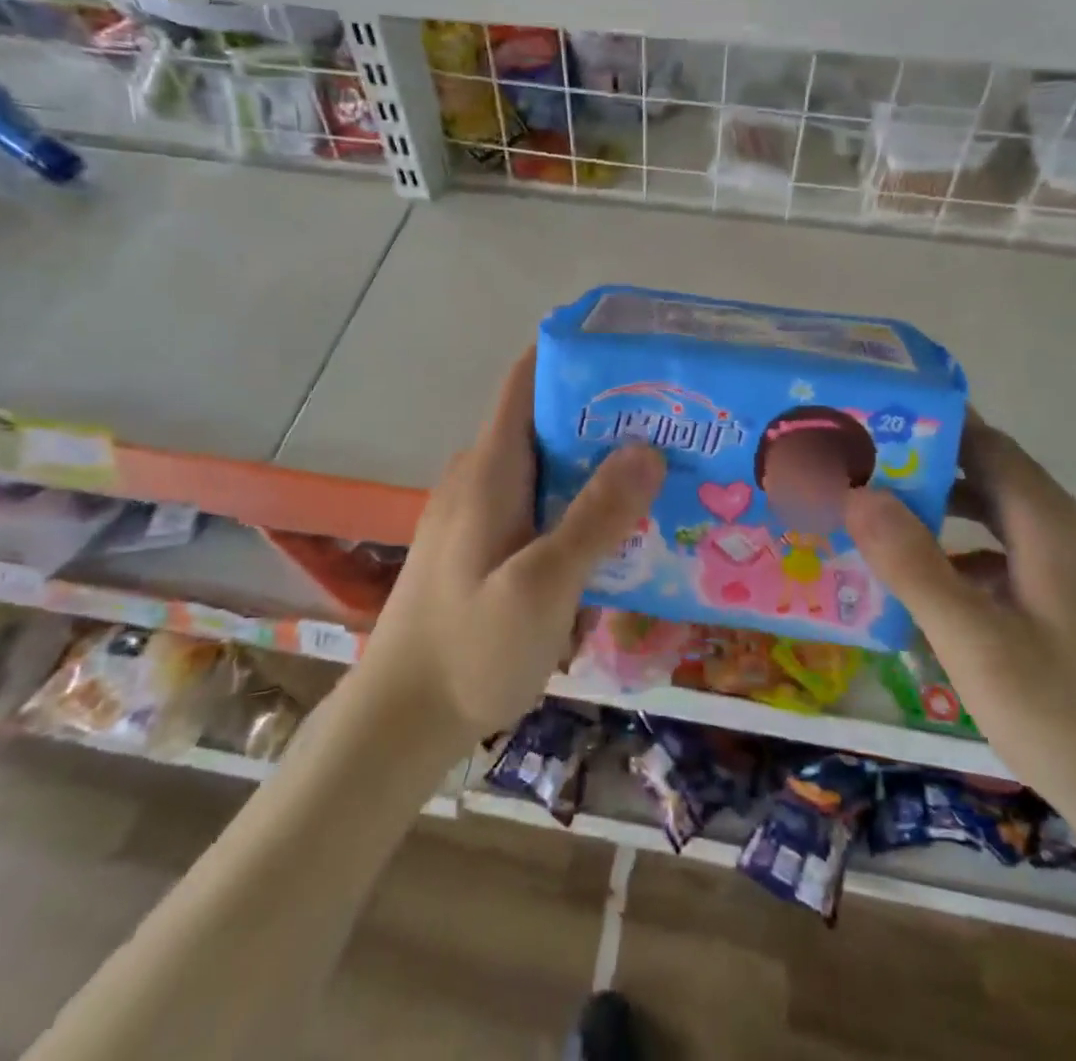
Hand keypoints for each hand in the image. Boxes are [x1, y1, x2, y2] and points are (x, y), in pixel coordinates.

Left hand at [357, 348, 665, 747]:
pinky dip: (580, 506)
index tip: (635, 354)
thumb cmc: (468, 649)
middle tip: (676, 424)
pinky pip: (541, 506)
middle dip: (608, 417)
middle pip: (548, 422)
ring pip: (549, 469)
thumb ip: (596, 518)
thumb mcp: (543, 586)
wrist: (399, 722)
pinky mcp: (485, 547)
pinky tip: (620, 534)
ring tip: (664, 473)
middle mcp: (482, 477)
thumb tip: (648, 448)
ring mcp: (480, 513)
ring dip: (599, 467)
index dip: (575, 354)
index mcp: (490, 468)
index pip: (528, 379)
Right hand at [847, 422, 1075, 861]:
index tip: (871, 421)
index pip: (985, 444)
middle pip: (988, 474)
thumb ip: (914, 565)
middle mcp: (1066, 531)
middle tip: (856, 467)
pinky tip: (920, 582)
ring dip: (938, 509)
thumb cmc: (1065, 718)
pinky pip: (1003, 554)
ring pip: (994, 515)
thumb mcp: (975, 642)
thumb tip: (857, 493)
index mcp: (1051, 525)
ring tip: (873, 515)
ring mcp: (1072, 568)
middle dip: (924, 465)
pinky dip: (959, 552)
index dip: (930, 425)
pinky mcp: (1068, 601)